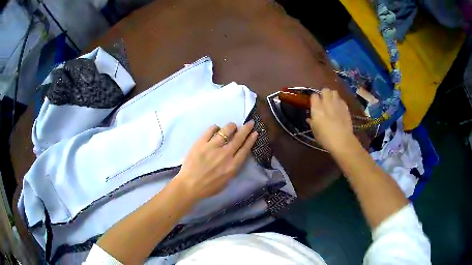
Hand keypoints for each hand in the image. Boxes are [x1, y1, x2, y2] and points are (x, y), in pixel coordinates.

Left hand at [175, 121, 257, 200]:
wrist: (189, 185)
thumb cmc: (209, 187)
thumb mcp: (227, 181)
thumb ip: (233, 168)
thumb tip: (237, 155)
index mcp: (232, 166)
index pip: (245, 149)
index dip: (251, 139)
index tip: (255, 132)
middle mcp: (225, 154)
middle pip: (239, 137)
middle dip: (246, 128)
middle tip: (250, 123)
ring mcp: (212, 147)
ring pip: (226, 130)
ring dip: (232, 126)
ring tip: (232, 127)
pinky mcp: (201, 142)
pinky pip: (211, 129)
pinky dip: (216, 128)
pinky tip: (216, 130)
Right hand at [307, 88, 355, 152]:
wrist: (342, 140)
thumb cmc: (325, 138)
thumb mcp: (315, 131)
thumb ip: (312, 122)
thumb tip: (309, 119)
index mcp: (317, 108)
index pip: (314, 96)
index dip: (314, 99)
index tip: (314, 104)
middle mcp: (327, 102)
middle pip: (325, 90)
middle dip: (324, 94)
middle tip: (324, 101)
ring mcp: (337, 104)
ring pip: (334, 92)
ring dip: (332, 96)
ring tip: (332, 102)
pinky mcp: (345, 107)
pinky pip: (341, 100)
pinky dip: (339, 102)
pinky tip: (339, 108)